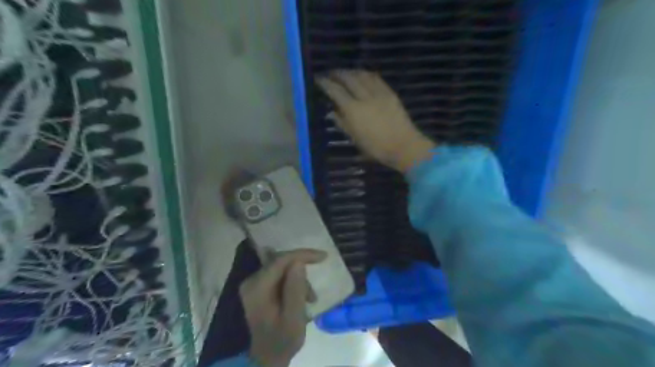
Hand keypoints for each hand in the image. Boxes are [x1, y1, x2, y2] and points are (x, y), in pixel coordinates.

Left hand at [240, 248, 324, 364]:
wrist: (268, 356)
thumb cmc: (283, 339)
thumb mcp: (294, 318)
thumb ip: (295, 289)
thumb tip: (299, 263)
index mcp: (257, 288)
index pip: (281, 260)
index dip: (303, 255)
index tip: (323, 256)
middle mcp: (251, 281)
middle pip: (281, 262)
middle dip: (302, 270)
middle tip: (315, 286)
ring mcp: (254, 283)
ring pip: (282, 268)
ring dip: (299, 279)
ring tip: (310, 298)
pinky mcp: (259, 286)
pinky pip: (280, 274)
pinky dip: (293, 282)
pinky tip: (301, 296)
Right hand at [316, 68, 432, 173]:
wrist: (404, 146)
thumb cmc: (376, 148)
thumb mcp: (355, 139)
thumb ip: (342, 123)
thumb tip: (332, 111)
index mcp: (353, 110)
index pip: (336, 91)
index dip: (325, 83)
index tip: (319, 79)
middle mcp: (365, 97)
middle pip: (349, 78)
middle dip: (338, 73)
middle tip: (330, 73)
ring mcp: (379, 93)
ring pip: (362, 75)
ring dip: (352, 71)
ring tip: (345, 73)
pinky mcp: (390, 93)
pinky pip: (376, 78)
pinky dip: (366, 74)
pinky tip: (363, 75)